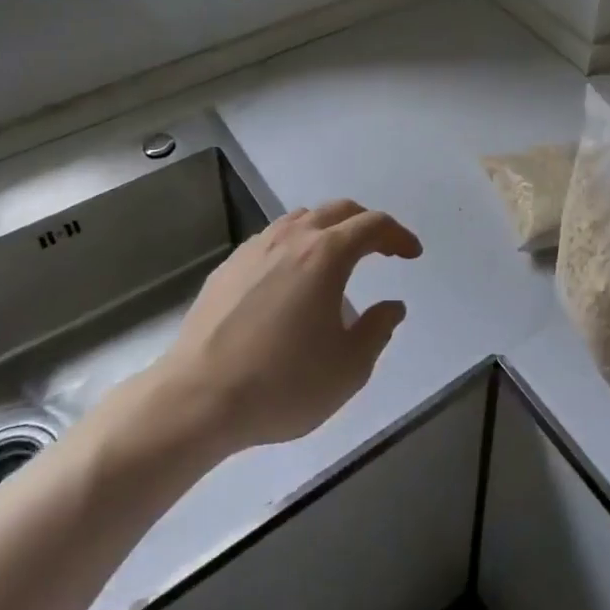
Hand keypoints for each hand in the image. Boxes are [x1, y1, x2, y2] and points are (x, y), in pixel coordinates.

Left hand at [92, 200, 420, 467]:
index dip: (398, 236)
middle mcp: (291, 238)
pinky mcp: (228, 266)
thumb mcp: (348, 368)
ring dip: (329, 229)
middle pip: (338, 210)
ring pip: (301, 218)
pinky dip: (296, 244)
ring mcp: (255, 248)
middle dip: (366, 224)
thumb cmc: (282, 383)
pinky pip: (272, 238)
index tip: (412, 254)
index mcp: (327, 254)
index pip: (373, 226)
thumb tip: (391, 306)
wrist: (197, 399)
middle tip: (382, 249)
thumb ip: (378, 330)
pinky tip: (291, 277)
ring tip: (337, 258)